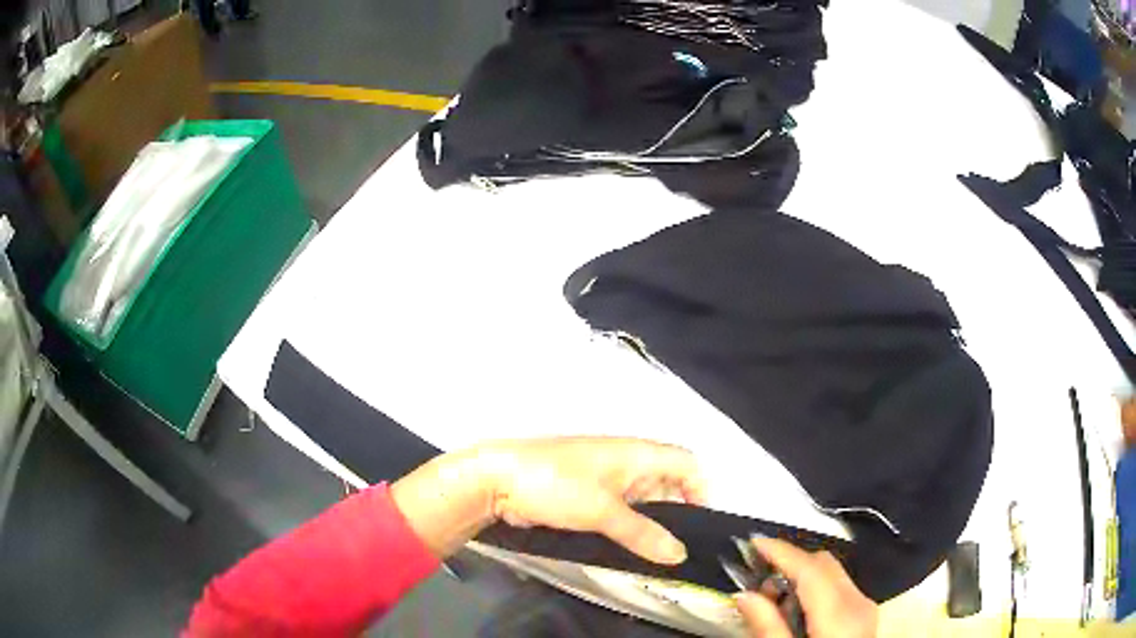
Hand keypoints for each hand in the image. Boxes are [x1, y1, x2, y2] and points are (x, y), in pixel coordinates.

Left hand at [390, 437, 706, 563]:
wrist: (497, 480)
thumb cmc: (555, 484)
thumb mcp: (602, 510)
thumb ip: (642, 532)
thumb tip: (680, 553)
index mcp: (635, 453)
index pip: (684, 461)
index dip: (700, 486)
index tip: (702, 522)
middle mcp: (625, 463)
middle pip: (667, 482)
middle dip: (679, 510)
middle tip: (684, 547)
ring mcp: (605, 481)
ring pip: (643, 501)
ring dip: (654, 524)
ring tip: (663, 556)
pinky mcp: (586, 498)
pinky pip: (620, 512)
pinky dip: (631, 528)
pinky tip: (634, 550)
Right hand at [736, 538, 876, 637]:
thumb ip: (767, 627)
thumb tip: (745, 595)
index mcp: (840, 614)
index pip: (811, 569)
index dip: (782, 552)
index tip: (753, 543)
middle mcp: (858, 601)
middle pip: (824, 563)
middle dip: (789, 564)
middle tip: (758, 585)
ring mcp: (864, 606)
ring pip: (831, 573)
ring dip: (800, 578)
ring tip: (774, 604)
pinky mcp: (863, 614)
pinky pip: (837, 588)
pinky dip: (813, 590)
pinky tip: (795, 612)